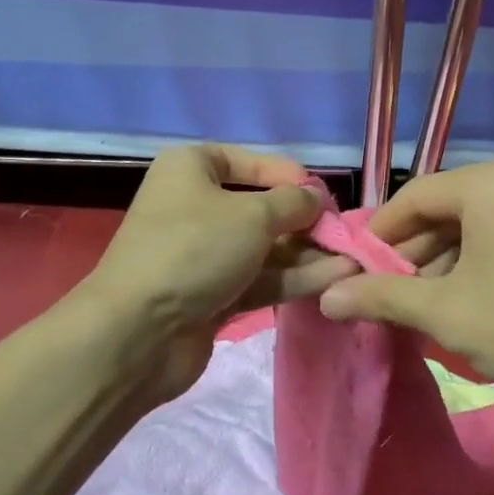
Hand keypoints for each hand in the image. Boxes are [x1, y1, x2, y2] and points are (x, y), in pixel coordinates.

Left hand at [80, 144, 356, 393]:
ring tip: (354, 260)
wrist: (139, 333)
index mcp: (191, 169)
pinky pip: (259, 278)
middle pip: (260, 208)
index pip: (248, 161)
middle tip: (346, 234)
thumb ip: (293, 203)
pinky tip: (336, 279)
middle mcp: (195, 206)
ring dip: (307, 253)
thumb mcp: (253, 215)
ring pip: (264, 247)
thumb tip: (316, 198)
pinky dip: (293, 278)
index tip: (324, 193)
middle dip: (304, 221)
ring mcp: (202, 254)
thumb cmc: (195, 249)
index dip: (288, 175)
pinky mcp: (211, 295)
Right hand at [318, 158, 493, 422]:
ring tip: (432, 300)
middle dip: (417, 250)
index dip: (380, 235)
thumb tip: (326, 298)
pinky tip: (478, 292)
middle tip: (394, 293)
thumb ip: (382, 298)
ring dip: (452, 254)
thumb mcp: (448, 315)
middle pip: (451, 206)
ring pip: (485, 217)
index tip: (359, 270)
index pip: (415, 197)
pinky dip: (489, 252)